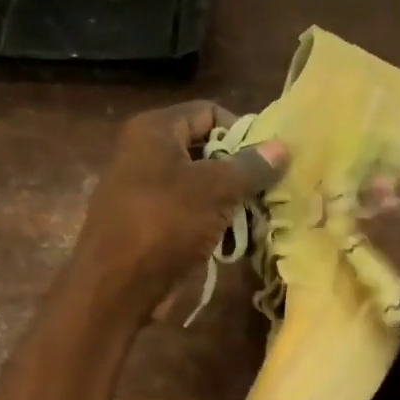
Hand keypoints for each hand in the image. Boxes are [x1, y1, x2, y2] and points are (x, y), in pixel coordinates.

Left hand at [74, 102, 286, 317]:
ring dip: (230, 202)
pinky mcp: (150, 225)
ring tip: (257, 219)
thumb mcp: (215, 189)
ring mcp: (146, 191)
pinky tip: (235, 242)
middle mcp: (145, 153)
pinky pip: (190, 214)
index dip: (241, 131)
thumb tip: (282, 147)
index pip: (209, 112)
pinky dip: (213, 224)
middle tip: (268, 192)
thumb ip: (250, 167)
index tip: (267, 161)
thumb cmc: (165, 224)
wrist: (117, 286)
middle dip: (239, 171)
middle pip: (206, 149)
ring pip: (200, 186)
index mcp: (154, 131)